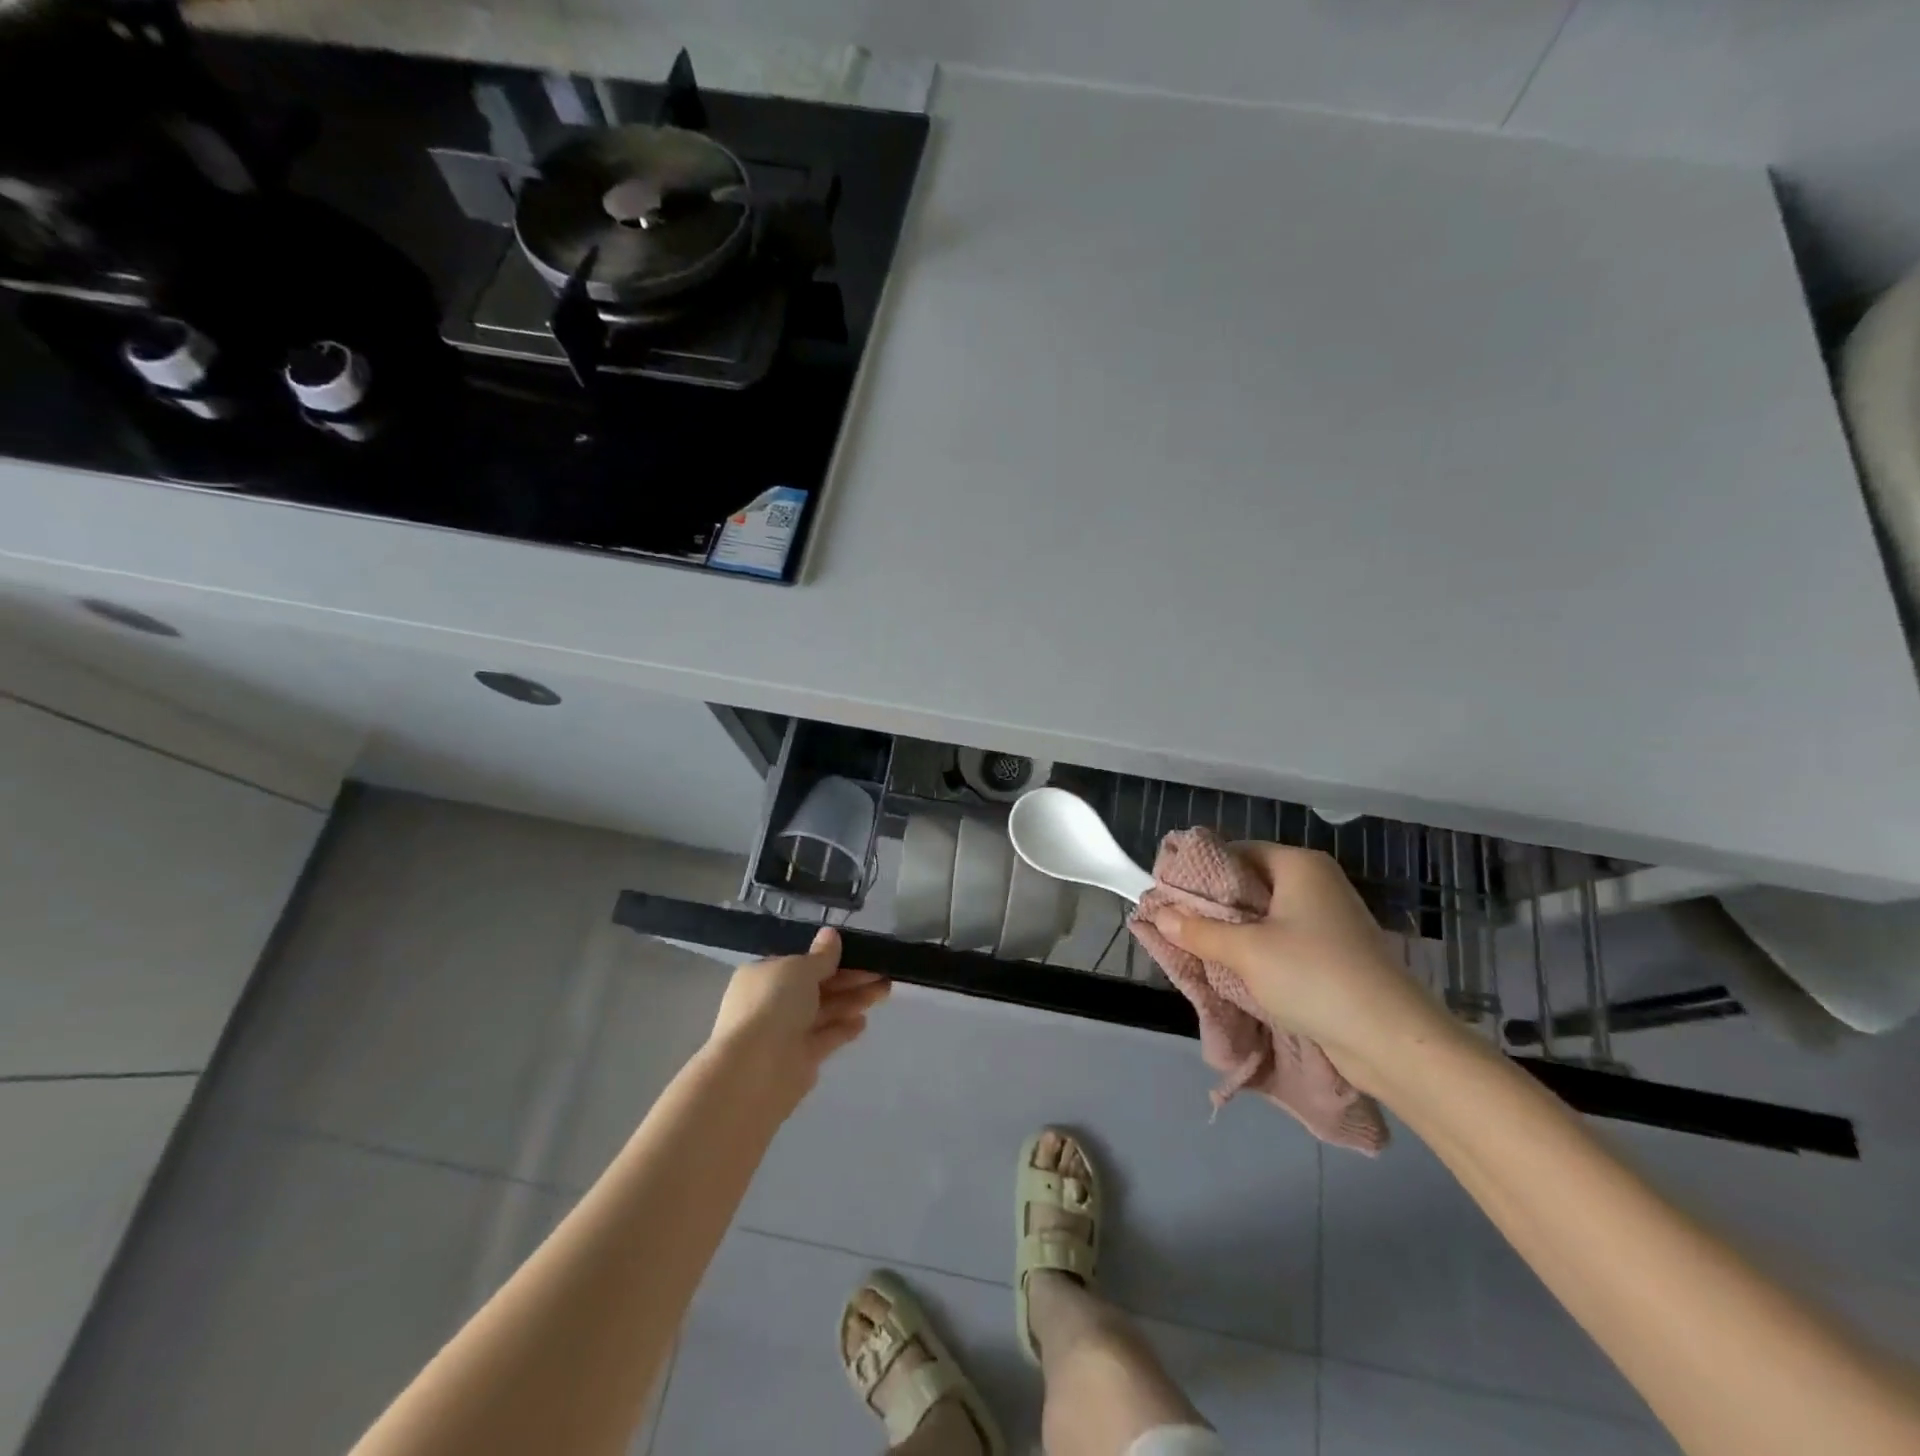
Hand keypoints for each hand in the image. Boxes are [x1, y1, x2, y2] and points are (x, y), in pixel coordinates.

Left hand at [707, 928, 889, 1111]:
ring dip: (852, 1000)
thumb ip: (821, 956)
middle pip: (817, 987)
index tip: (862, 954)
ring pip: (824, 1011)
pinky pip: (825, 1037)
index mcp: (765, 975)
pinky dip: (843, 1029)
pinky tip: (863, 1022)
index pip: (802, 963)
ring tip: (884, 991)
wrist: (755, 1070)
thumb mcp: (800, 970)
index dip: (832, 958)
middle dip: (850, 979)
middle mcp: (772, 1002)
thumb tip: (830, 934)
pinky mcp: (800, 1059)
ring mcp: (785, 1032)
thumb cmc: (773, 1005)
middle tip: (883, 972)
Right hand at [1149, 843, 1457, 1092]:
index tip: (1169, 895)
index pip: (1236, 851)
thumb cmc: (1314, 976)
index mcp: (1299, 865)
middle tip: (1178, 924)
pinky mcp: (1336, 952)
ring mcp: (1330, 918)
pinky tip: (1234, 969)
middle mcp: (1317, 882)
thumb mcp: (1246, 952)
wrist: (1392, 1038)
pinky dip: (1259, 951)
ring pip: (1266, 916)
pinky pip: (1284, 940)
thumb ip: (1199, 931)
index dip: (1200, 871)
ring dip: (1234, 933)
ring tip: (1198, 948)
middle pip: (1250, 883)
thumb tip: (1159, 914)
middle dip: (1214, 906)